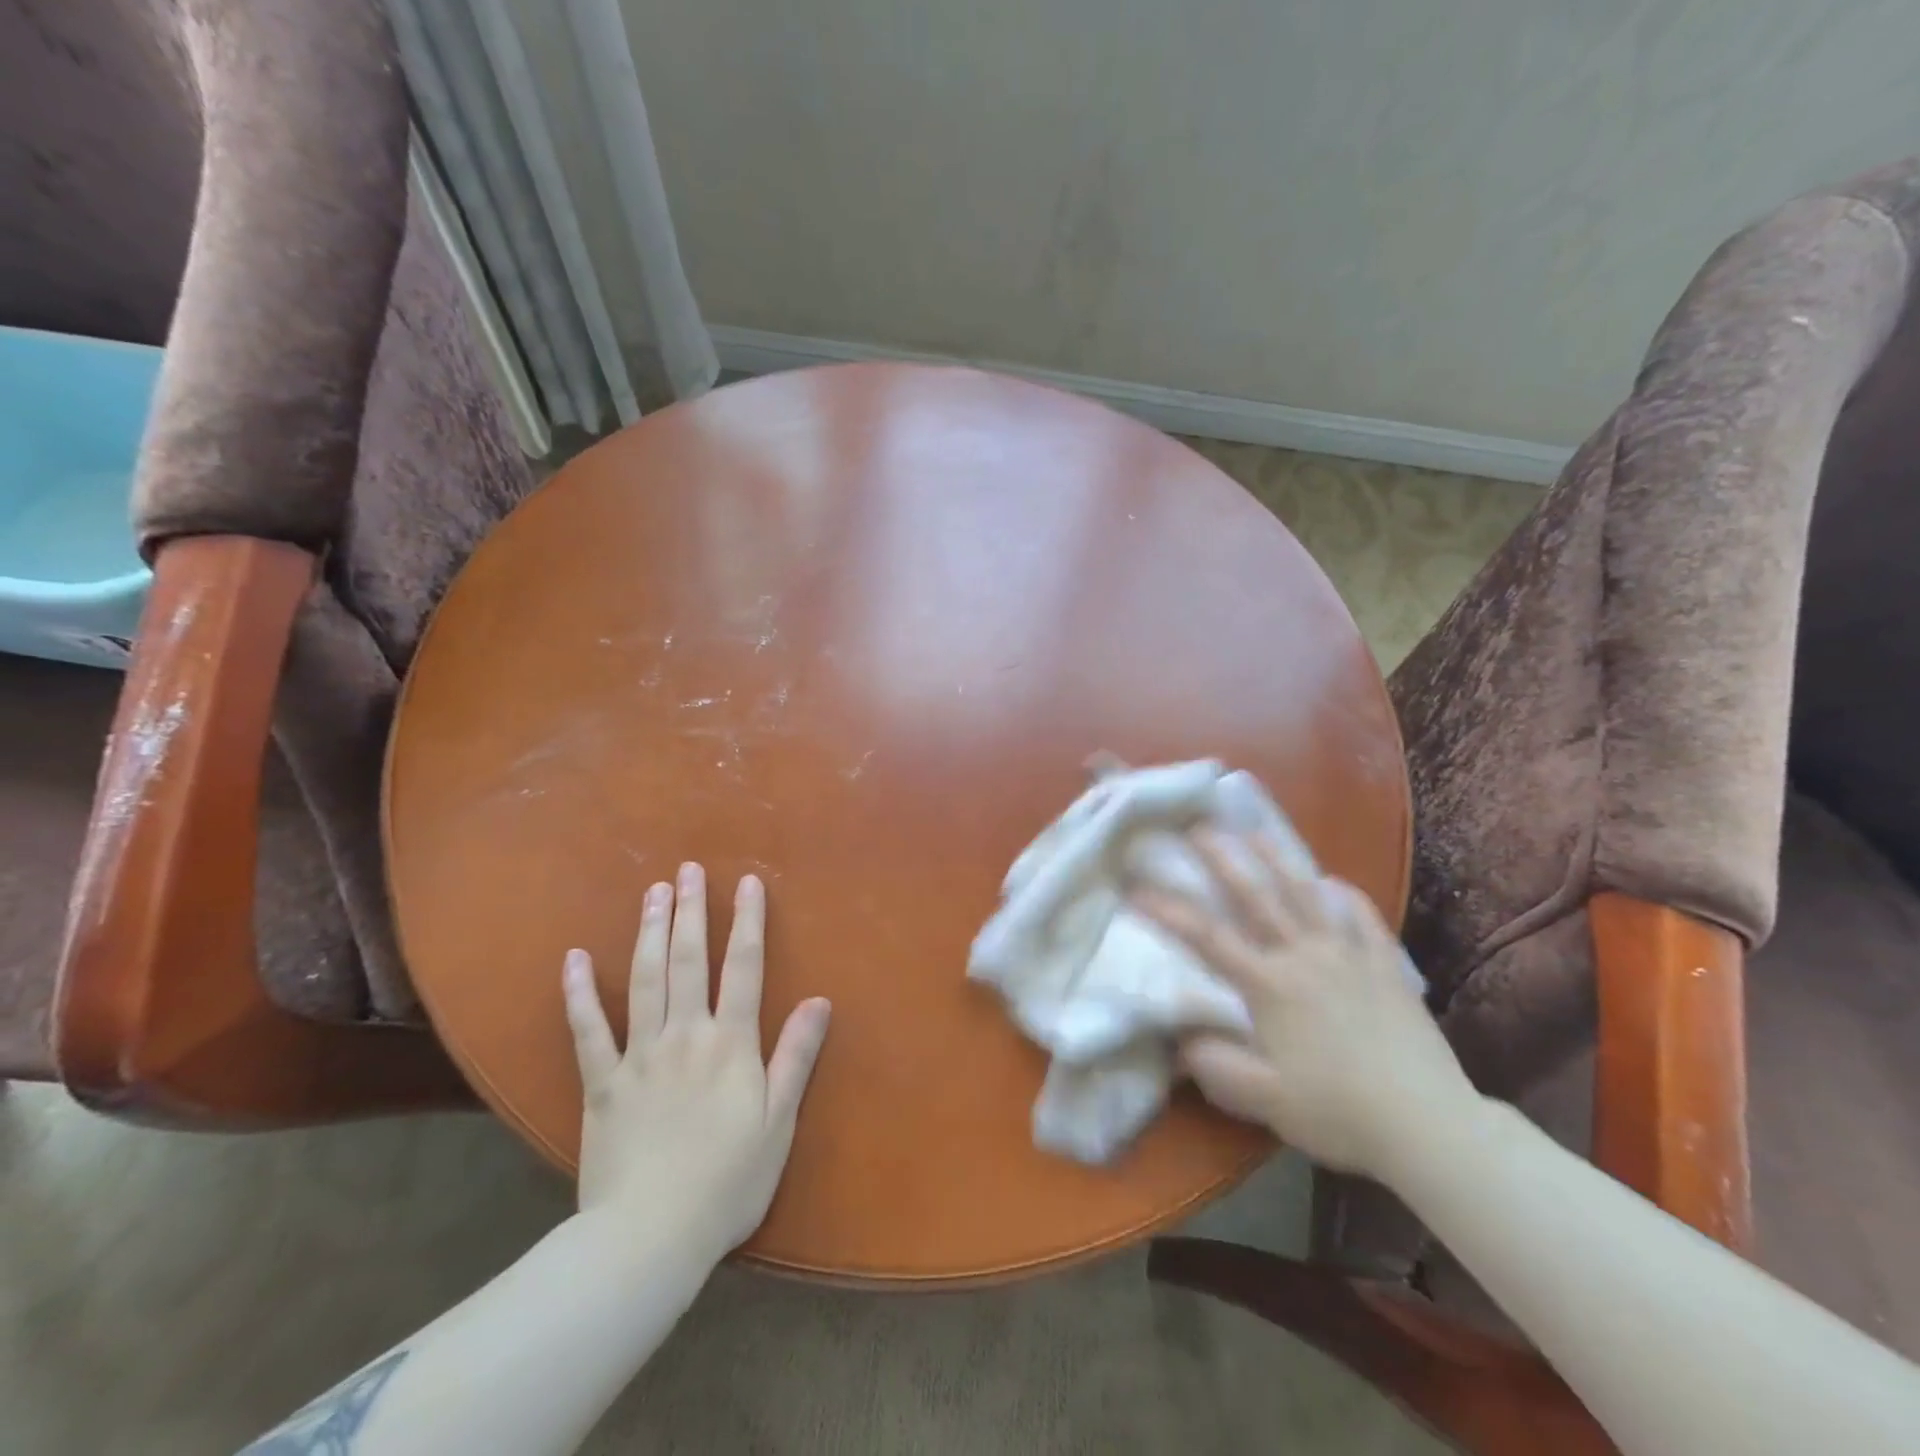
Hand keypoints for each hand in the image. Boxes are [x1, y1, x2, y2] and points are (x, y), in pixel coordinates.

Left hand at [561, 863, 831, 1264]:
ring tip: (653, 892)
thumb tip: (819, 1000)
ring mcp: (638, 1056)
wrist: (648, 1238)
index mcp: (730, 1044)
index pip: (744, 968)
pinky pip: (587, 1030)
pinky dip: (578, 993)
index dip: (748, 922)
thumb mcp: (778, 1122)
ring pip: (644, 980)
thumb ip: (795, 1056)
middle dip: (692, 911)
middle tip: (688, 869)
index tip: (747, 883)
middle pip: (689, 960)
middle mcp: (684, 1035)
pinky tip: (574, 959)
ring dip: (650, 932)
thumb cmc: (727, 1183)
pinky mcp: (601, 1084)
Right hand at [1133, 832, 1474, 1180]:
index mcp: (1269, 984)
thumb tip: (1179, 1035)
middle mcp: (1304, 955)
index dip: (1167, 909)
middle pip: (1255, 896)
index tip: (1135, 887)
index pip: (1207, 937)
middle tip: (1197, 826)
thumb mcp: (1261, 1098)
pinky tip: (1334, 884)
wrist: (1428, 1125)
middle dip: (1222, 858)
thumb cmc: (1337, 1112)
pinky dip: (1346, 896)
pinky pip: (1363, 919)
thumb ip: (1212, 1063)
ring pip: (1307, 895)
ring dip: (1278, 859)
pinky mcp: (1386, 966)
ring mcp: (1349, 955)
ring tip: (1255, 833)